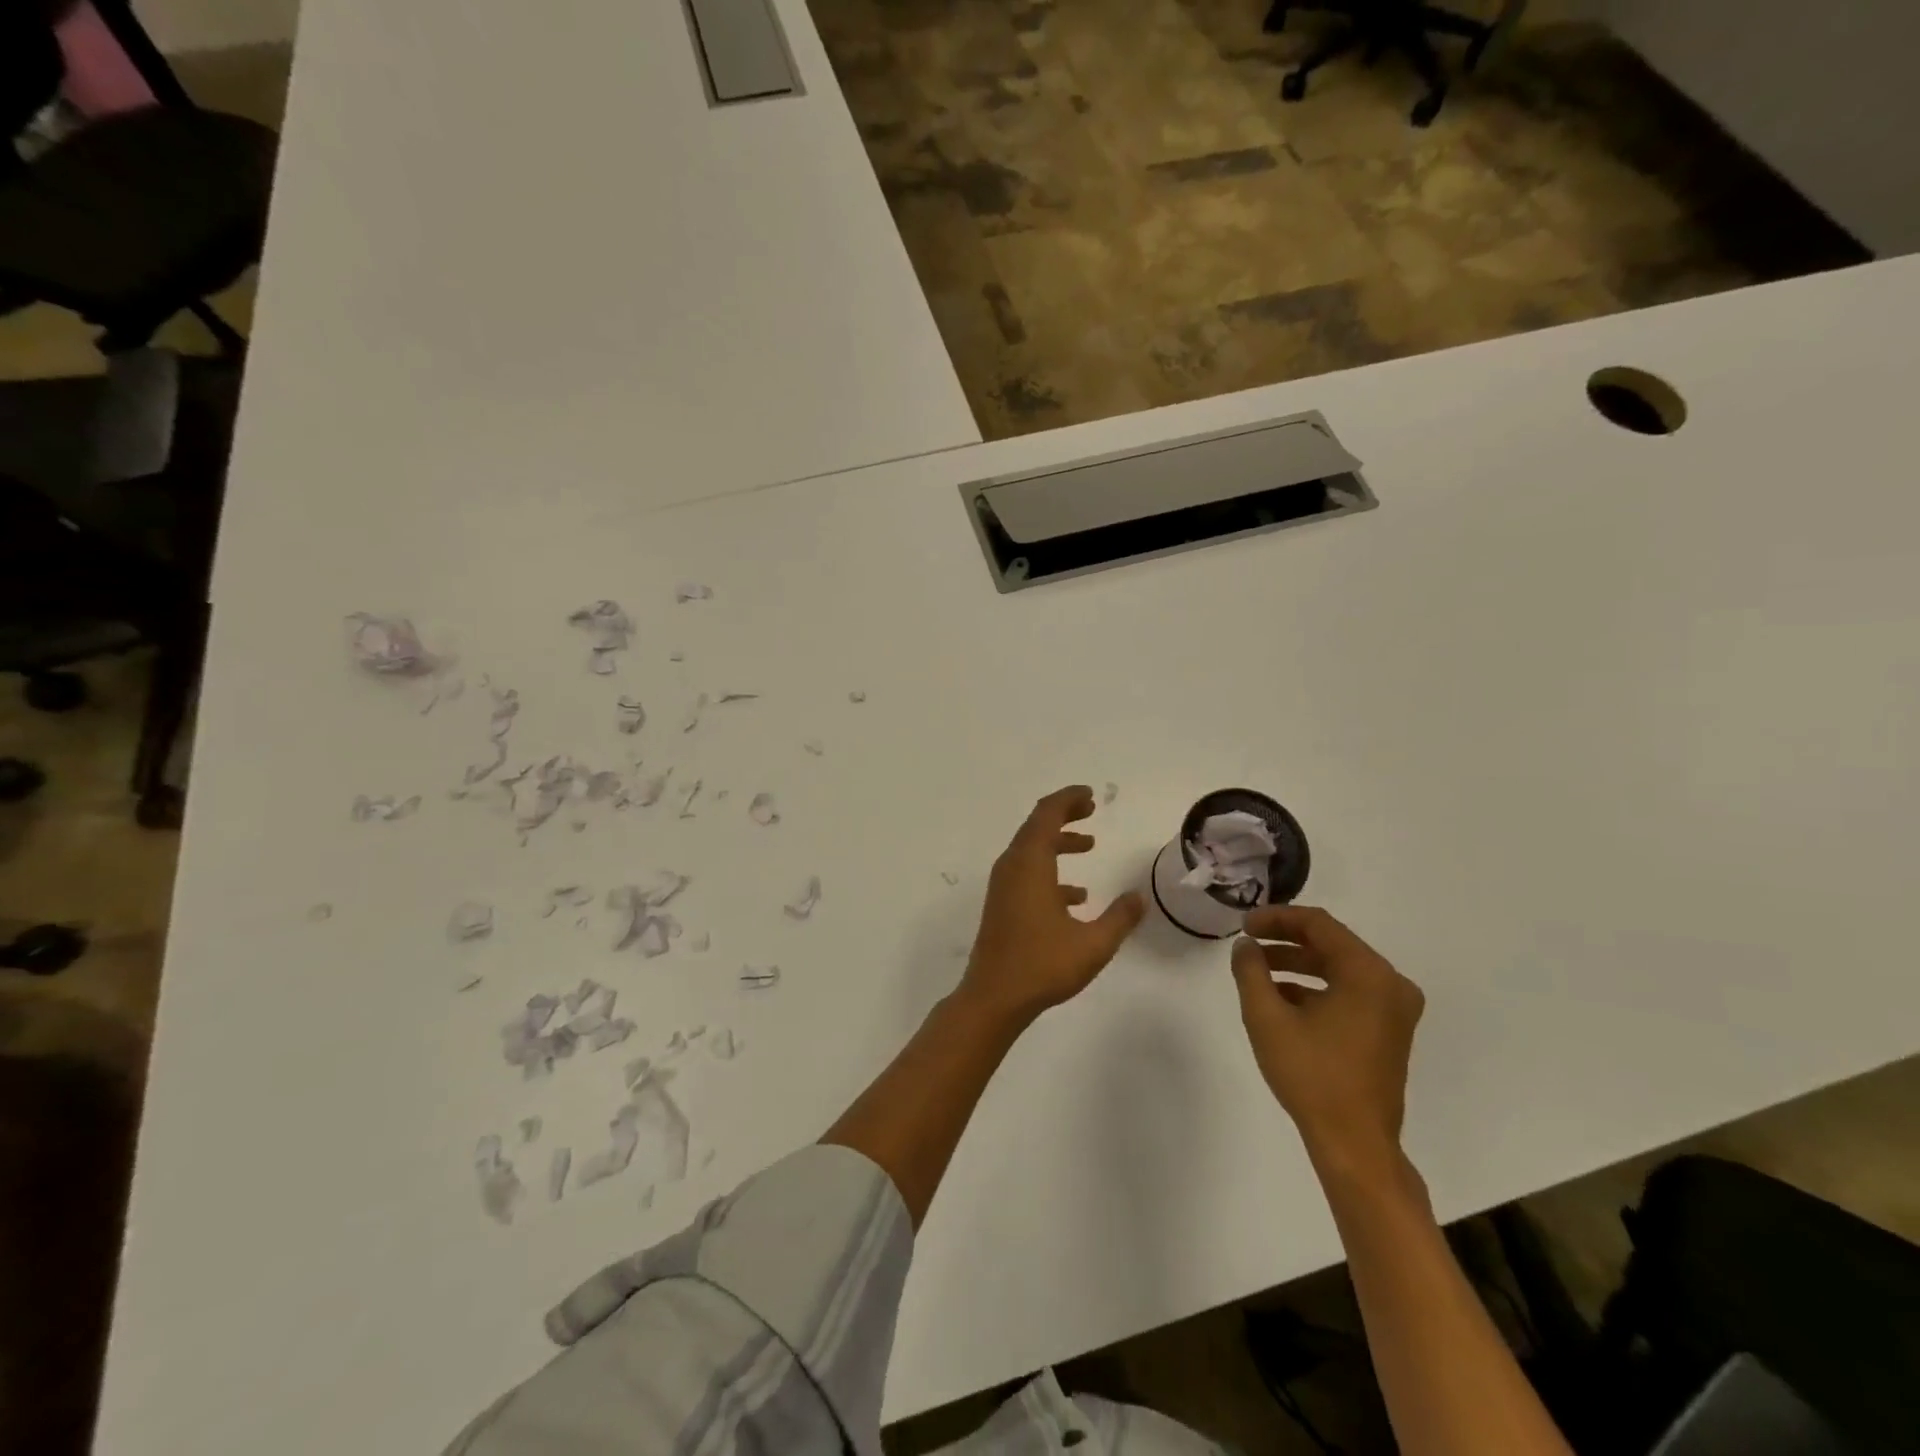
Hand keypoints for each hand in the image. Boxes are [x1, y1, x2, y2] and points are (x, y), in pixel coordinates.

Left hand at [961, 786, 1145, 1025]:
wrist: (993, 997)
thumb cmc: (1042, 965)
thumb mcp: (1093, 944)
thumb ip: (1119, 918)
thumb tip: (1139, 898)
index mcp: (1030, 864)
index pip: (1046, 814)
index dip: (1067, 799)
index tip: (1090, 795)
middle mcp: (1012, 867)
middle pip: (1036, 826)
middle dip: (1064, 815)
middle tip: (1091, 810)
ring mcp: (1003, 886)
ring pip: (1031, 850)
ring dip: (1058, 842)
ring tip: (1089, 845)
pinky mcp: (1002, 904)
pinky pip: (1027, 874)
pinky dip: (1050, 871)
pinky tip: (1076, 897)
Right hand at [1231, 905, 1424, 1176]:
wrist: (1355, 1144)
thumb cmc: (1311, 1075)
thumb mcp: (1267, 1017)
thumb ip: (1251, 971)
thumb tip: (1246, 946)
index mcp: (1368, 974)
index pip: (1319, 924)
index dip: (1277, 918)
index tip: (1243, 925)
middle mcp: (1390, 984)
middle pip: (1332, 943)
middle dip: (1285, 939)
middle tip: (1248, 942)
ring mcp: (1394, 1009)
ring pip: (1339, 968)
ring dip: (1298, 963)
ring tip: (1258, 969)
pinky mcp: (1390, 1030)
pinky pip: (1350, 991)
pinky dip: (1316, 987)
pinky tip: (1281, 998)